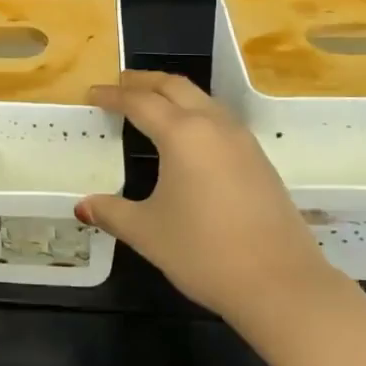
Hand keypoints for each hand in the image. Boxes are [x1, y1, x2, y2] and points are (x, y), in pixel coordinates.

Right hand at [78, 71, 343, 331]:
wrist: (281, 284)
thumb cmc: (204, 252)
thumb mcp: (148, 232)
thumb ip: (112, 212)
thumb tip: (84, 207)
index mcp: (182, 134)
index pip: (140, 102)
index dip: (112, 96)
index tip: (92, 95)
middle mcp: (213, 125)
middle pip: (175, 86)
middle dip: (144, 81)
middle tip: (119, 85)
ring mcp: (242, 140)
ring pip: (203, 99)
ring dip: (173, 94)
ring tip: (152, 106)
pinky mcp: (259, 159)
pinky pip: (220, 120)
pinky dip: (195, 113)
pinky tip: (188, 138)